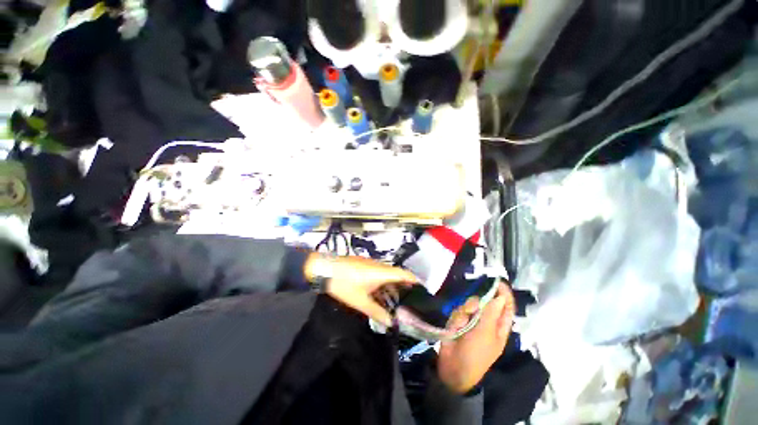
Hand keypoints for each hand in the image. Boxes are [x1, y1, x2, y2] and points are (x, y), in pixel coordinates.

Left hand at [303, 253, 417, 325]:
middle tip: (410, 301)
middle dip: (404, 287)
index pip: (405, 274)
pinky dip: (383, 282)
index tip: (423, 292)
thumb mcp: (360, 302)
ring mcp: (372, 263)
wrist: (325, 268)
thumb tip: (391, 322)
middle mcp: (380, 265)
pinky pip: (379, 272)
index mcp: (382, 272)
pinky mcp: (365, 263)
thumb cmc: (344, 284)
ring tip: (396, 300)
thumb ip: (377, 312)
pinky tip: (380, 293)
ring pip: (388, 273)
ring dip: (393, 285)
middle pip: (397, 274)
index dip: (415, 281)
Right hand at [437, 282, 514, 393]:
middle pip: (485, 302)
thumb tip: (501, 296)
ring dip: (465, 312)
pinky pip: (458, 311)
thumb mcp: (485, 334)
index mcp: (499, 327)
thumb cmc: (476, 354)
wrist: (453, 368)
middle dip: (477, 303)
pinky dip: (456, 317)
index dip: (504, 294)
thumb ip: (491, 313)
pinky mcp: (458, 321)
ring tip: (462, 324)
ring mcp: (471, 321)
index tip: (498, 281)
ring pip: (469, 304)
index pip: (506, 307)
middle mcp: (486, 321)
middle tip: (473, 309)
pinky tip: (454, 327)